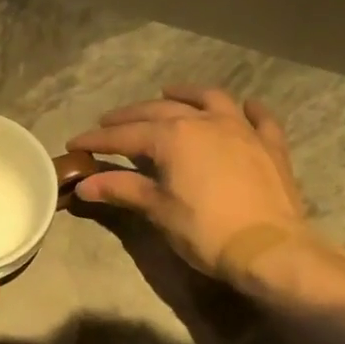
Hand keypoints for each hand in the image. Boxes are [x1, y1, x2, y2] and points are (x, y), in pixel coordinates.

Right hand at [69, 86, 323, 291]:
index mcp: (173, 136)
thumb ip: (122, 190)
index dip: (97, 139)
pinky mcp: (270, 145)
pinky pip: (259, 117)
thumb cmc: (206, 230)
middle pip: (160, 110)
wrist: (270, 250)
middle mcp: (205, 121)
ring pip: (210, 99)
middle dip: (130, 116)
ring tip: (169, 93)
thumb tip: (84, 185)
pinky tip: (243, 107)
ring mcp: (242, 129)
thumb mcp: (158, 209)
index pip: (124, 135)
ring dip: (186, 94)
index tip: (74, 143)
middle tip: (109, 122)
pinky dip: (247, 109)